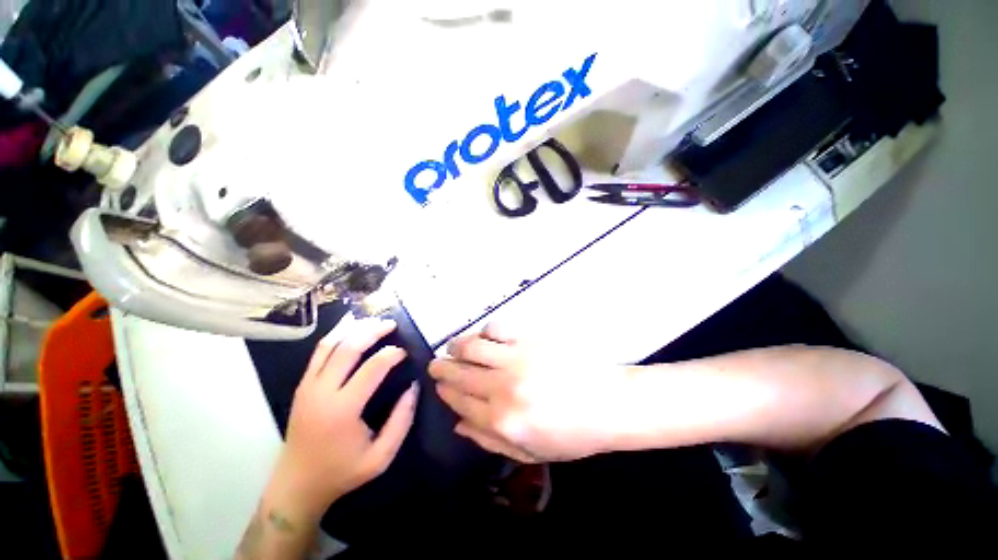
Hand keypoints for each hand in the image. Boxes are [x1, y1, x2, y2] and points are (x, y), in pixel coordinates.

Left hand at [273, 318, 417, 518]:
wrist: (296, 485)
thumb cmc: (341, 472)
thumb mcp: (381, 457)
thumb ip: (402, 420)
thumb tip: (414, 387)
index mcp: (343, 410)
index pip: (372, 368)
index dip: (392, 354)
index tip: (406, 352)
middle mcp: (321, 392)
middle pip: (348, 348)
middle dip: (373, 331)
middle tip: (392, 324)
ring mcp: (307, 386)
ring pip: (329, 345)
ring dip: (353, 329)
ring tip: (374, 321)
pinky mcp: (301, 385)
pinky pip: (318, 352)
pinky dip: (335, 335)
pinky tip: (350, 328)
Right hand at [428, 323, 627, 463]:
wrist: (609, 403)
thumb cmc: (573, 433)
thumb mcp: (531, 451)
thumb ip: (489, 440)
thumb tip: (458, 425)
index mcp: (501, 421)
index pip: (459, 402)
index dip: (445, 391)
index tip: (439, 384)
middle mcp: (502, 388)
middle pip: (460, 373)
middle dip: (441, 368)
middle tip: (436, 363)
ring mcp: (516, 358)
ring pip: (472, 347)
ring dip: (457, 346)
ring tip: (453, 346)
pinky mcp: (530, 338)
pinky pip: (497, 328)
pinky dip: (485, 331)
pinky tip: (485, 336)